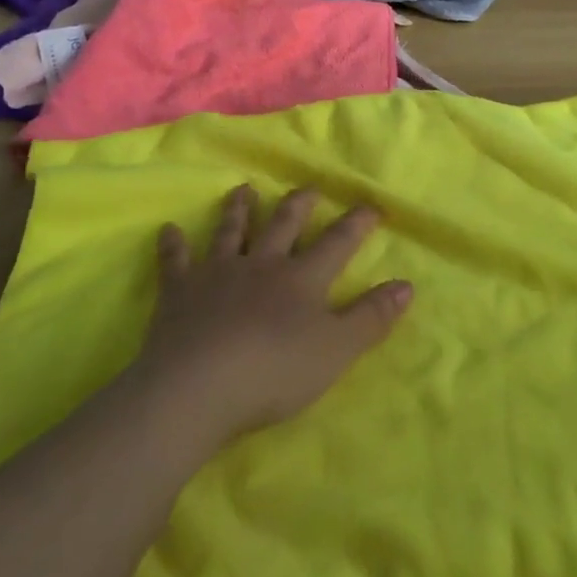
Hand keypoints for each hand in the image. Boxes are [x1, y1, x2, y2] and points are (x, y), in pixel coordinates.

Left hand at [133, 185, 413, 444]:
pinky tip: (168, 230)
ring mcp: (218, 273)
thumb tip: (407, 285)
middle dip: (298, 205)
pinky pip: (175, 262)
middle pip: (283, 225)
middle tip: (306, 188)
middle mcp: (262, 264)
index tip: (370, 205)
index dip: (355, 224)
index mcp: (301, 279)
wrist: (198, 387)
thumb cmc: (274, 372)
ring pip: (231, 232)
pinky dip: (173, 245)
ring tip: (243, 189)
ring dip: (238, 211)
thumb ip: (371, 318)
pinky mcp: (180, 291)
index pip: (336, 244)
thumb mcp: (336, 351)